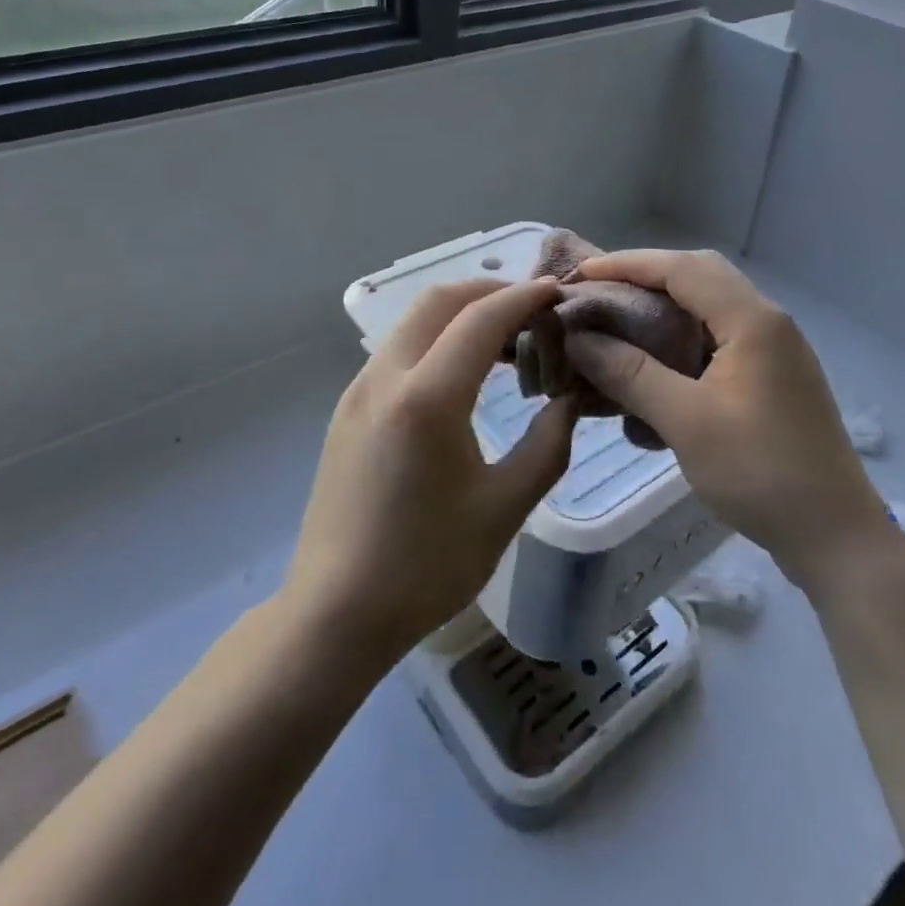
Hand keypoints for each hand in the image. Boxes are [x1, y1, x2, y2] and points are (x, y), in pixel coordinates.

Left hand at [285, 279, 580, 661]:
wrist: (334, 613)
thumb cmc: (426, 566)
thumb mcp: (504, 508)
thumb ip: (548, 444)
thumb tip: (570, 398)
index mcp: (426, 398)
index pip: (481, 318)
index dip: (524, 297)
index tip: (558, 293)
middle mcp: (385, 377)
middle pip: (440, 300)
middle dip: (490, 292)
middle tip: (534, 312)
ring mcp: (359, 389)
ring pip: (414, 320)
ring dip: (461, 314)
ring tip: (506, 341)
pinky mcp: (348, 407)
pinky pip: (399, 349)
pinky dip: (437, 339)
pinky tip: (463, 374)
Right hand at [562, 250, 887, 591]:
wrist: (835, 537)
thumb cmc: (760, 472)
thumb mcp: (686, 421)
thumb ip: (629, 373)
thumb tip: (578, 339)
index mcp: (752, 320)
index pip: (681, 268)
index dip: (627, 265)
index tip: (580, 275)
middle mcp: (766, 322)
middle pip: (698, 276)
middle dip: (645, 279)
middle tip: (599, 295)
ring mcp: (774, 350)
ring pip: (708, 308)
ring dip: (662, 310)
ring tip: (618, 326)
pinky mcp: (772, 377)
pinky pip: (718, 340)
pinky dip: (681, 342)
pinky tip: (655, 371)